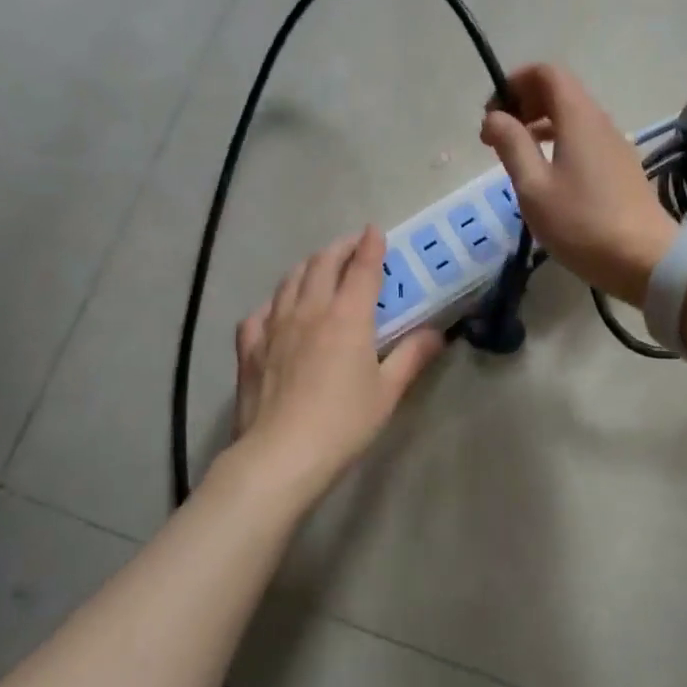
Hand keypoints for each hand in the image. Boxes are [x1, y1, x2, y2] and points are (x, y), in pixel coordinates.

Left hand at [231, 227, 442, 502]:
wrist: (280, 455)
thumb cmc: (343, 423)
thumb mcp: (387, 391)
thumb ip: (412, 356)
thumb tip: (437, 334)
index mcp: (347, 317)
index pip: (362, 268)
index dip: (370, 246)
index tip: (376, 231)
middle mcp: (309, 310)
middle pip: (322, 264)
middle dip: (339, 248)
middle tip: (352, 246)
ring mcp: (274, 326)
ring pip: (289, 281)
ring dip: (308, 267)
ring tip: (319, 268)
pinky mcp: (249, 348)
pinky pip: (260, 312)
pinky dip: (274, 302)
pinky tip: (278, 310)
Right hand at [480, 64, 676, 305]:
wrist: (645, 259)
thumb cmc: (582, 223)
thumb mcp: (534, 187)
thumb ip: (512, 145)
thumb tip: (495, 117)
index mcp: (578, 117)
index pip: (547, 73)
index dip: (515, 82)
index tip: (493, 114)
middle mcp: (600, 122)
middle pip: (559, 92)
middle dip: (523, 104)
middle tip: (497, 137)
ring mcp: (615, 145)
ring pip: (572, 117)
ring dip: (539, 125)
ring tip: (515, 156)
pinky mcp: (621, 168)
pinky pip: (585, 139)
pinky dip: (558, 142)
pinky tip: (546, 175)